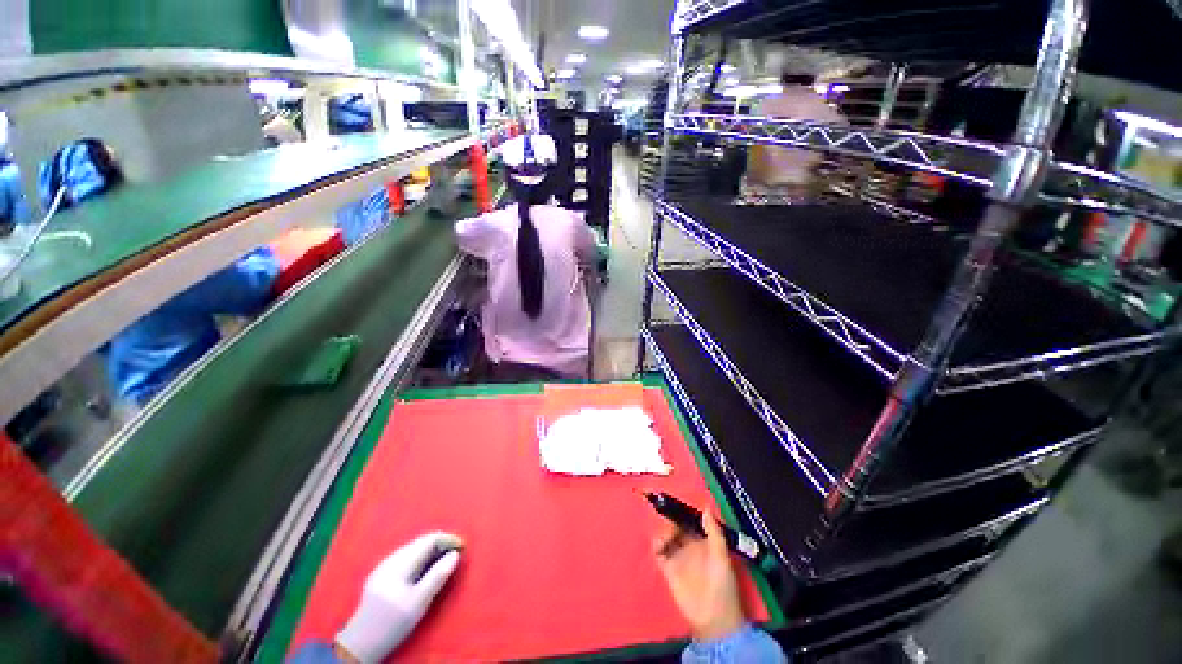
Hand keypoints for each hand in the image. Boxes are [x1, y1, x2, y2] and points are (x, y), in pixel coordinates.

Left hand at [336, 532, 462, 662]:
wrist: (359, 645)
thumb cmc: (392, 625)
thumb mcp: (419, 603)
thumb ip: (437, 576)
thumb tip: (455, 554)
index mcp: (399, 564)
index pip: (428, 540)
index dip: (448, 539)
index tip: (462, 546)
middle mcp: (390, 560)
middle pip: (421, 542)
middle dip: (440, 543)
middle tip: (456, 552)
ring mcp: (383, 567)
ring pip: (413, 548)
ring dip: (431, 549)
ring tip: (444, 559)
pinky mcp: (380, 575)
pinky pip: (406, 557)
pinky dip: (421, 557)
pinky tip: (425, 568)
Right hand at [652, 509, 745, 641]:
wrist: (713, 619)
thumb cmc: (722, 585)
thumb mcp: (722, 557)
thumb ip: (714, 532)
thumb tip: (705, 508)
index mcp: (703, 540)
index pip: (690, 520)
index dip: (682, 511)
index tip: (674, 504)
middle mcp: (689, 544)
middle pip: (676, 524)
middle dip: (670, 519)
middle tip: (668, 522)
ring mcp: (678, 555)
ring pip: (666, 535)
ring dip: (663, 532)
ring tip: (665, 539)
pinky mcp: (668, 568)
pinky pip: (658, 551)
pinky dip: (656, 544)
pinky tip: (659, 546)